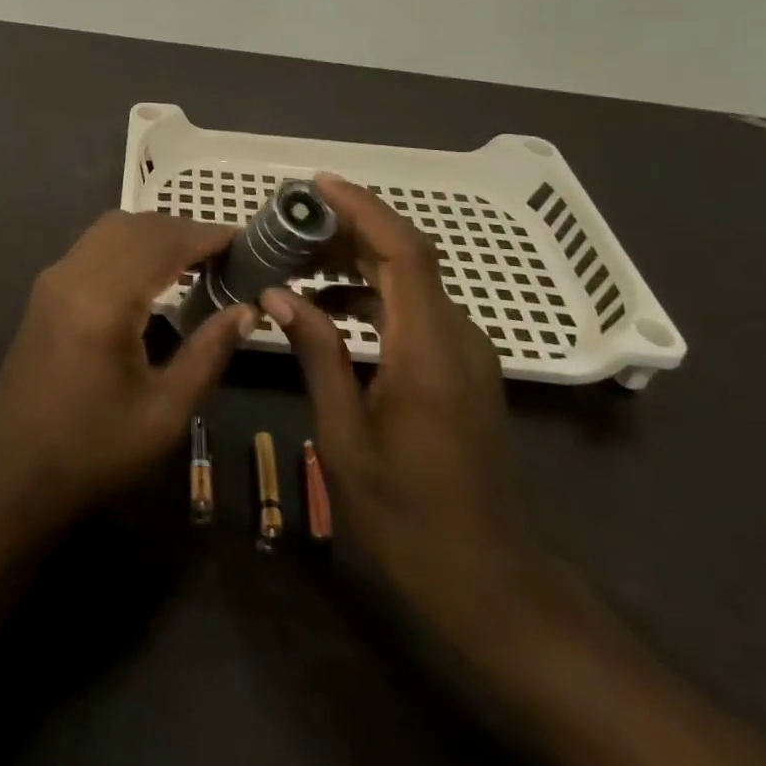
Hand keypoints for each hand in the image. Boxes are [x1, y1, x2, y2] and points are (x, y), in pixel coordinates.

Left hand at [0, 211, 251, 539]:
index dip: (207, 236)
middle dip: (183, 231)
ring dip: (154, 234)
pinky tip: (153, 274)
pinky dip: (129, 245)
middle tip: (225, 256)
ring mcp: (53, 279)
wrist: (13, 478)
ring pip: (111, 229)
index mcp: (103, 301)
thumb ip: (208, 353)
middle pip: (136, 226)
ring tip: (196, 262)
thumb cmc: (94, 453)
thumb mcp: (164, 413)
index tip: (246, 242)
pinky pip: (93, 246)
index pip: (163, 243)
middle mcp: (73, 274)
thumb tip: (247, 309)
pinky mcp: (45, 291)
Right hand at [261, 174, 539, 624]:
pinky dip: (371, 292)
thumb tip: (278, 293)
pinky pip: (415, 307)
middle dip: (350, 227)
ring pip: (411, 279)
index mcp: (428, 348)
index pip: (403, 250)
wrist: (487, 579)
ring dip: (358, 258)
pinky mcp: (460, 367)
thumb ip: (316, 353)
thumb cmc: (406, 513)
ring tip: (299, 257)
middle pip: (408, 254)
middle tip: (291, 221)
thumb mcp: (344, 435)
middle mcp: (455, 336)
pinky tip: (328, 307)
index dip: (362, 207)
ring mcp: (464, 351)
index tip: (316, 186)